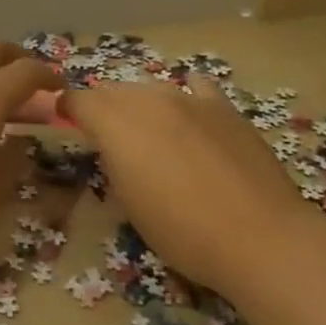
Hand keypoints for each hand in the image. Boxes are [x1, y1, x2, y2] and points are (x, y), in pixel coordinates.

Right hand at [62, 77, 303, 290]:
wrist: (260, 237)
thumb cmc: (183, 232)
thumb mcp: (129, 204)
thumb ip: (114, 163)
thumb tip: (114, 150)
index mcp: (116, 123)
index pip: (79, 100)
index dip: (68, 109)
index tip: (65, 121)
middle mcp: (147, 99)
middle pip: (113, 91)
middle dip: (103, 108)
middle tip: (107, 136)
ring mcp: (188, 98)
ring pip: (150, 89)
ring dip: (140, 105)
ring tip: (149, 132)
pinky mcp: (223, 107)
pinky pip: (195, 87)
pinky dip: (185, 95)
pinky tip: (189, 112)